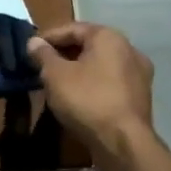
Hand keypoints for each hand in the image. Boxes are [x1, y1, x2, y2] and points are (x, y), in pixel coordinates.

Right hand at [28, 22, 154, 153]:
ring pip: (100, 65)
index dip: (48, 37)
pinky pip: (109, 83)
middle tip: (41, 66)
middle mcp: (129, 49)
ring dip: (78, 70)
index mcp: (109, 37)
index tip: (30, 49)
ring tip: (56, 83)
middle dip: (63, 54)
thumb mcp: (55, 75)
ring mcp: (138, 74)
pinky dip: (92, 85)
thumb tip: (34, 42)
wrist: (123, 142)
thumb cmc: (87, 99)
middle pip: (88, 45)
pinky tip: (77, 98)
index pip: (72, 28)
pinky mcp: (139, 97)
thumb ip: (43, 55)